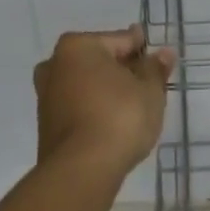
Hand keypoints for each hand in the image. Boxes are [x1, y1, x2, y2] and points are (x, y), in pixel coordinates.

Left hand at [32, 26, 174, 182]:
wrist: (81, 171)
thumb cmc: (119, 117)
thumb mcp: (149, 90)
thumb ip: (155, 69)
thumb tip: (163, 53)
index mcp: (78, 46)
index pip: (120, 40)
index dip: (143, 50)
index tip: (160, 61)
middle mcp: (55, 64)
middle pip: (100, 61)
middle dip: (123, 70)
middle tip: (149, 86)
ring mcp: (47, 95)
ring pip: (87, 84)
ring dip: (108, 90)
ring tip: (135, 107)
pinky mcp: (46, 124)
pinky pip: (79, 106)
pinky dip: (95, 109)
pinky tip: (114, 123)